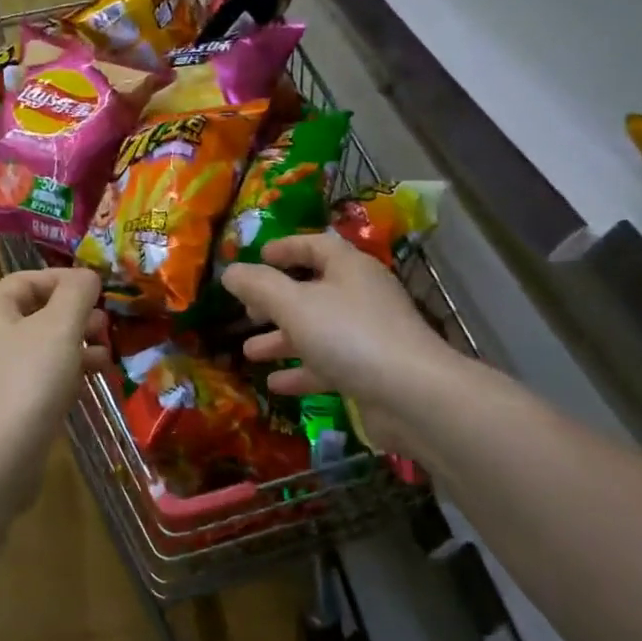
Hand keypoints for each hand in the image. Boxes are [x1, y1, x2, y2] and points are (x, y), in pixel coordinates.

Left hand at [0, 267, 107, 510]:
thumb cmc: (27, 379)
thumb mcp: (59, 326)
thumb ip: (76, 293)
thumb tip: (86, 276)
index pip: (26, 280)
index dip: (64, 280)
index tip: (100, 291)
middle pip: (33, 316)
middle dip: (74, 317)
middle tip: (107, 327)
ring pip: (38, 352)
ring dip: (74, 349)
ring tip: (107, 357)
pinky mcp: (0, 411)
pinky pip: (35, 382)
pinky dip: (62, 378)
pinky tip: (88, 386)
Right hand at [221, 232, 463, 455]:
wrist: (412, 395)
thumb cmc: (349, 335)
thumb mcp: (294, 305)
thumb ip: (258, 286)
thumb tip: (229, 271)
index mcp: (348, 268)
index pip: (315, 245)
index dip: (285, 248)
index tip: (257, 257)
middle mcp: (361, 296)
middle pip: (312, 290)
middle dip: (275, 301)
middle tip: (247, 311)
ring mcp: (368, 335)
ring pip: (317, 330)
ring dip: (282, 339)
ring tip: (249, 351)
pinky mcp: (370, 370)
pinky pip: (329, 364)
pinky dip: (302, 371)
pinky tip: (275, 384)